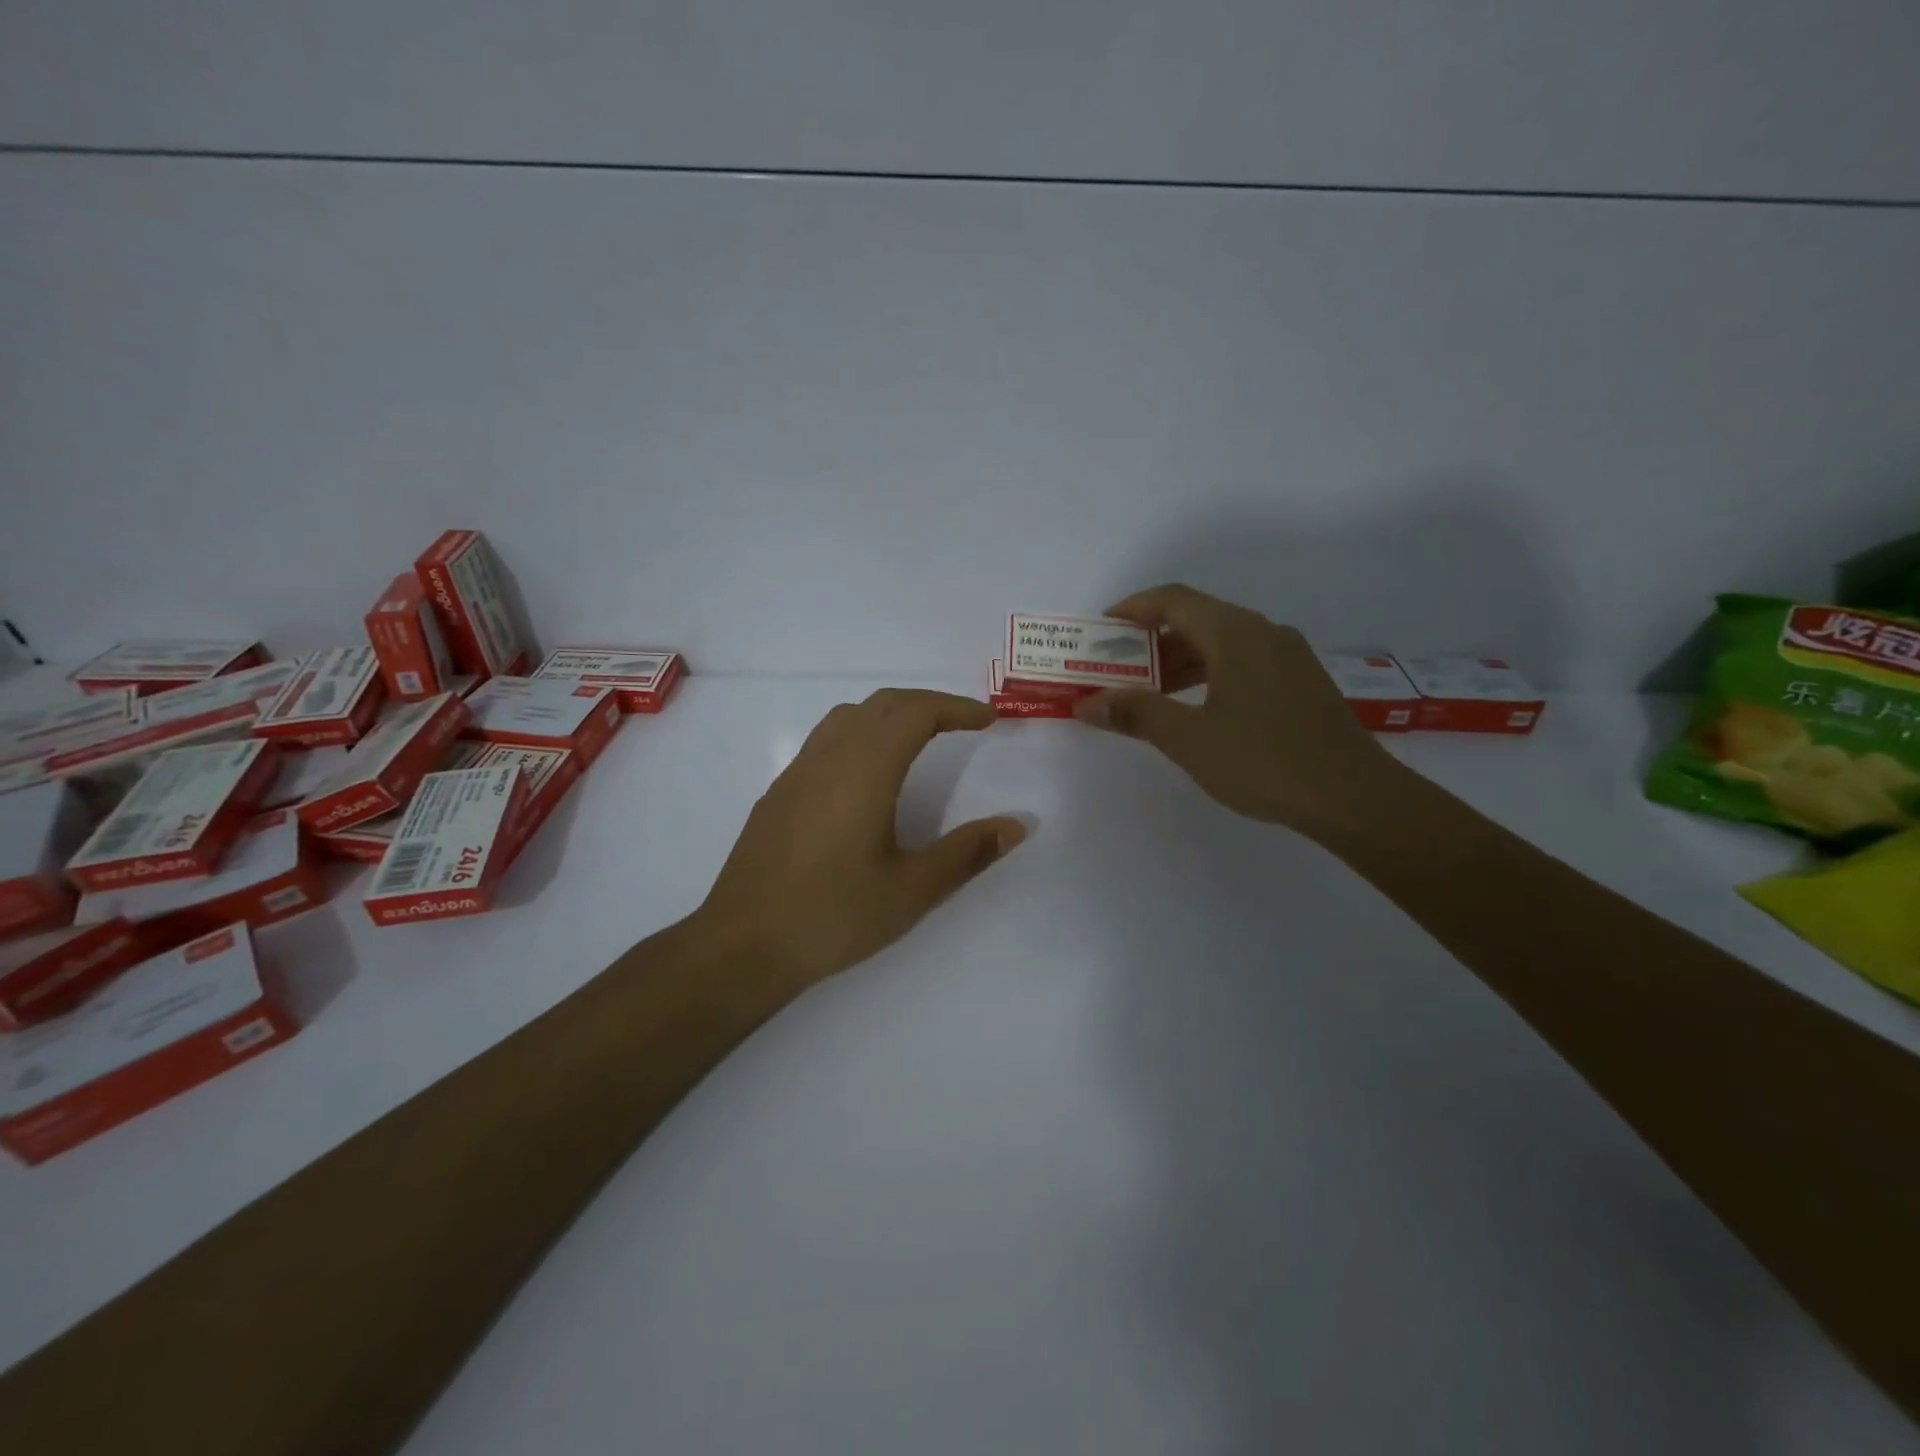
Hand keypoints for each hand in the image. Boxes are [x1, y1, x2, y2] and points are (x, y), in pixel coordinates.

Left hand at [694, 689, 1027, 987]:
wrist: (742, 945)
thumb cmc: (832, 916)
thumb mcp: (911, 890)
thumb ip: (967, 853)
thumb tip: (1016, 826)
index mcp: (864, 770)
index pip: (915, 712)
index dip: (956, 708)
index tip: (987, 720)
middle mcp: (828, 757)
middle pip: (882, 704)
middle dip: (927, 704)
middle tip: (962, 723)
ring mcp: (797, 772)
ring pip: (848, 717)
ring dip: (891, 714)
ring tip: (920, 739)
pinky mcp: (779, 793)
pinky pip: (826, 740)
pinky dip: (861, 734)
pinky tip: (869, 776)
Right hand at [1074, 583, 1400, 835]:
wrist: (1354, 797)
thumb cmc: (1265, 761)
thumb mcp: (1189, 739)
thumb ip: (1136, 714)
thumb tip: (1087, 702)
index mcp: (1235, 634)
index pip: (1174, 600)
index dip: (1133, 608)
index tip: (1101, 629)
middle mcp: (1264, 633)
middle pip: (1197, 618)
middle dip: (1151, 641)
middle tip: (1117, 668)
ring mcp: (1288, 656)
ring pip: (1222, 642)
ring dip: (1180, 660)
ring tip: (1149, 693)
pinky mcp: (1301, 682)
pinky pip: (1243, 661)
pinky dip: (1209, 673)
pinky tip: (1198, 708)